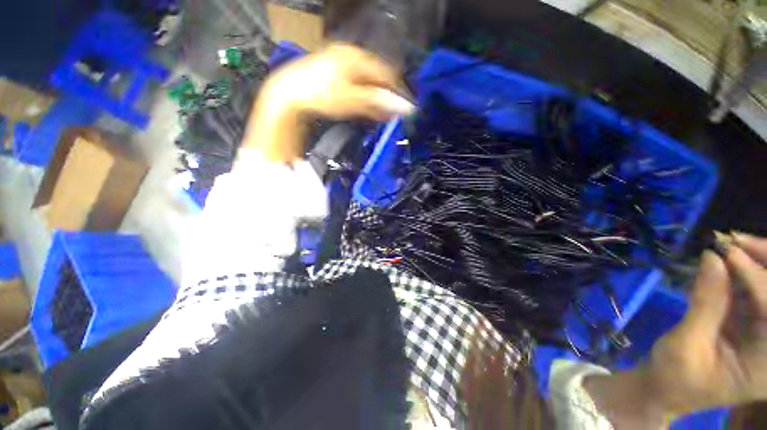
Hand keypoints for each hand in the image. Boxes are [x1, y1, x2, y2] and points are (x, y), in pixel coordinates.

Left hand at [243, 44, 413, 161]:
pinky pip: (355, 87)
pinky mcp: (333, 77)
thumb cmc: (321, 94)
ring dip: (375, 100)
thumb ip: (379, 103)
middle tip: (393, 115)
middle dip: (385, 97)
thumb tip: (404, 108)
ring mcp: (340, 66)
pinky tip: (367, 109)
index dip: (397, 91)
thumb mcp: (352, 99)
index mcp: (356, 57)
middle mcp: (349, 57)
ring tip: (382, 115)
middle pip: (376, 78)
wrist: (288, 96)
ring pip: (366, 84)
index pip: (385, 74)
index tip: (405, 108)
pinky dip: (363, 100)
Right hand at [585, 232, 766, 427]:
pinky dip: (740, 273)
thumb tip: (711, 258)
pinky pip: (753, 292)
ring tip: (728, 244)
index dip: (756, 278)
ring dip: (753, 263)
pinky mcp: (752, 324)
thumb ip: (705, 304)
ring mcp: (765, 335)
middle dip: (764, 263)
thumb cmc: (675, 376)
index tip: (727, 251)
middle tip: (736, 239)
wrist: (668, 388)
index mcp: (766, 365)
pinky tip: (724, 263)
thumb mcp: (687, 344)